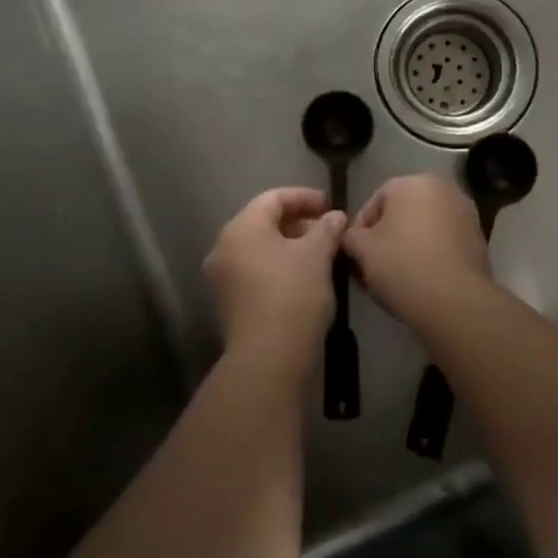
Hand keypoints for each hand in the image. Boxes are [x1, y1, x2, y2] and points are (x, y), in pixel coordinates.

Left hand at [203, 187, 345, 375]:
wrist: (268, 359)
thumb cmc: (293, 295)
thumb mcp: (317, 255)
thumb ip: (327, 228)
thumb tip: (334, 217)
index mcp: (242, 228)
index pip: (273, 198)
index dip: (304, 197)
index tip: (330, 206)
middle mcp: (224, 247)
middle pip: (263, 222)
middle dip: (297, 222)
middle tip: (327, 231)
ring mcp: (222, 278)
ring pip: (259, 249)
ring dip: (289, 246)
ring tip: (320, 255)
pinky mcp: (228, 303)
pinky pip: (254, 271)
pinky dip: (277, 266)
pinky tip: (303, 278)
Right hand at [342, 174, 491, 325]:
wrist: (456, 302)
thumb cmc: (402, 266)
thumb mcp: (361, 250)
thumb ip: (350, 236)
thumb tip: (352, 237)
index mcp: (412, 182)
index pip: (373, 203)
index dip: (359, 232)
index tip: (354, 258)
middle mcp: (442, 188)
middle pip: (400, 214)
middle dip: (384, 239)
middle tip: (371, 269)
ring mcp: (464, 212)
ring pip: (423, 228)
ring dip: (407, 247)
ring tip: (394, 279)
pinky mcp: (478, 238)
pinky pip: (443, 243)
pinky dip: (429, 256)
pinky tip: (420, 282)